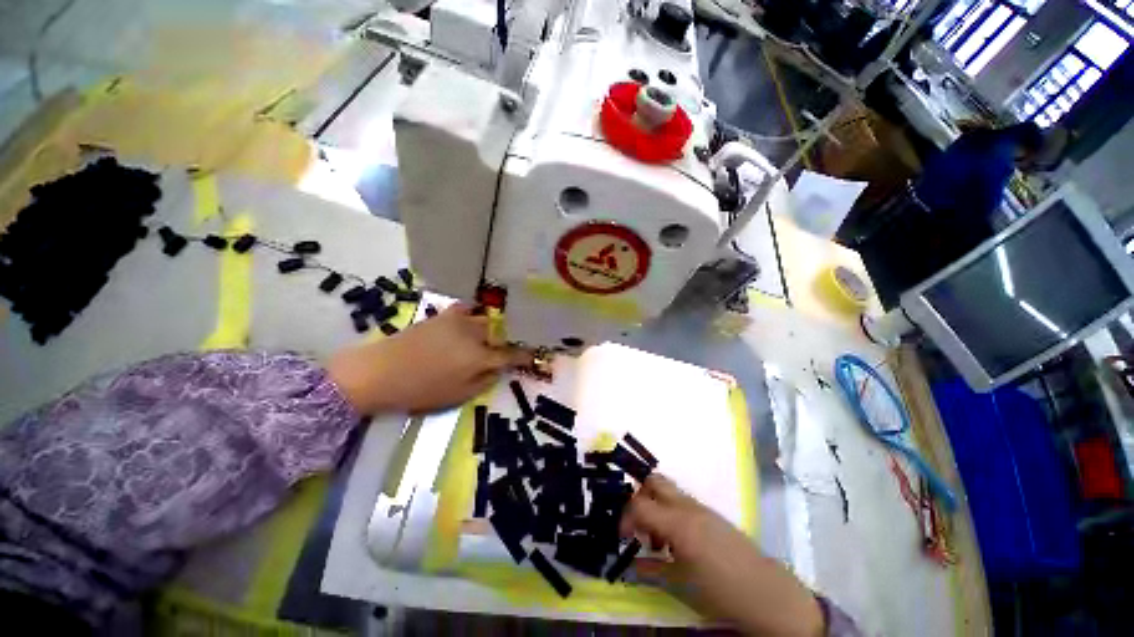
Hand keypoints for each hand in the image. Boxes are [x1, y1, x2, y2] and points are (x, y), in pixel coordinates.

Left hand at [327, 304, 531, 414]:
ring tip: (491, 334)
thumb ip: (484, 381)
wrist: (380, 372)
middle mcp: (473, 334)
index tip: (533, 355)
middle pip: (499, 333)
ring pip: (485, 320)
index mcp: (479, 357)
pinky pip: (466, 309)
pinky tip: (472, 318)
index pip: (510, 355)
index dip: (524, 355)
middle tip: (506, 348)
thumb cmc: (420, 390)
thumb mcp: (458, 395)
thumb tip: (498, 369)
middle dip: (506, 341)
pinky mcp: (443, 315)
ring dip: (492, 328)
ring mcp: (458, 322)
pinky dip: (473, 312)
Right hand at [620, 474, 824, 636]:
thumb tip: (631, 565)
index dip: (625, 518)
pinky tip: (676, 542)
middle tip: (637, 524)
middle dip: (639, 496)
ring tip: (657, 539)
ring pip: (668, 490)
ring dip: (655, 505)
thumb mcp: (680, 586)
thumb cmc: (721, 592)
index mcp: (678, 522)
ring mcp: (702, 508)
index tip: (621, 537)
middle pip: (654, 481)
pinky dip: (670, 512)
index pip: (639, 505)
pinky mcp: (712, 515)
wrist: (769, 595)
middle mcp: (688, 506)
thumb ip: (651, 571)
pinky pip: (683, 502)